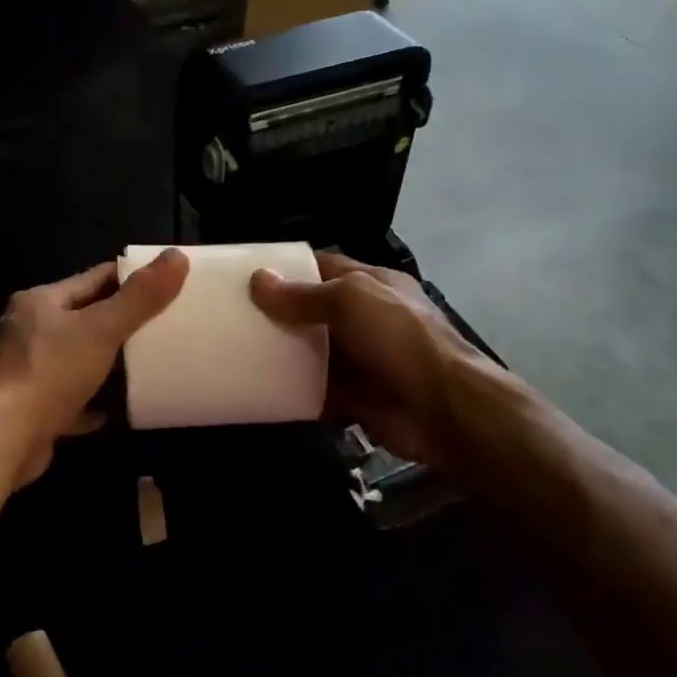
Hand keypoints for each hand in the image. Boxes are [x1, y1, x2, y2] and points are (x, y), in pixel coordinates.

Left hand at [0, 250, 187, 487]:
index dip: (129, 278)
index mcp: (40, 302)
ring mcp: (25, 370)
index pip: (93, 279)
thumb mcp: (103, 329)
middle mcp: (27, 331)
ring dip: (105, 362)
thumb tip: (177, 255)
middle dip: (119, 322)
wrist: (6, 439)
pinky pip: (68, 398)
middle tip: (161, 325)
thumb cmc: (52, 372)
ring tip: (144, 363)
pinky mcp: (29, 407)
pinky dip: (91, 400)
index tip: (163, 284)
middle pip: (83, 318)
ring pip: (74, 358)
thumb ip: (140, 296)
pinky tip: (114, 408)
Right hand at [250, 252, 477, 467]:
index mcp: (372, 285)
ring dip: (282, 355)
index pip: (324, 268)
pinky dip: (292, 393)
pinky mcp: (355, 398)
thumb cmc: (400, 339)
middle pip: (314, 312)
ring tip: (237, 352)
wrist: (443, 408)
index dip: (288, 269)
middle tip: (233, 317)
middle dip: (279, 314)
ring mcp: (361, 361)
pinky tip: (259, 390)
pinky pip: (316, 392)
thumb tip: (258, 280)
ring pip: (312, 354)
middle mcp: (366, 319)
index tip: (248, 276)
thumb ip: (304, 294)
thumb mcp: (351, 301)